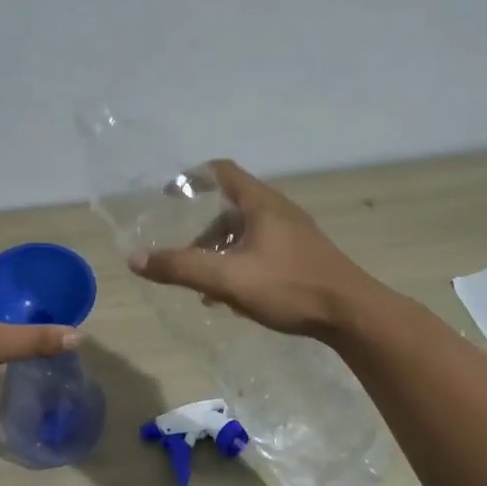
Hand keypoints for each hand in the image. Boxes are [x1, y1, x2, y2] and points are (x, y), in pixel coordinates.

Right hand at [128, 160, 383, 339]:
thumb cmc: (289, 287)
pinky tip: (234, 297)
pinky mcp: (303, 256)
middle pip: (231, 206)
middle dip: (203, 229)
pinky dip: (240, 264)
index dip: (192, 177)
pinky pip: (262, 250)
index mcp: (261, 204)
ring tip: (204, 283)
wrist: (351, 314)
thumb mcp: (227, 279)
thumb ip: (181, 268)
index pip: (222, 171)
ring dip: (221, 251)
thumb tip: (135, 259)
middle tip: (184, 252)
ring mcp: (294, 234)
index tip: (169, 193)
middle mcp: (278, 211)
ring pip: (246, 232)